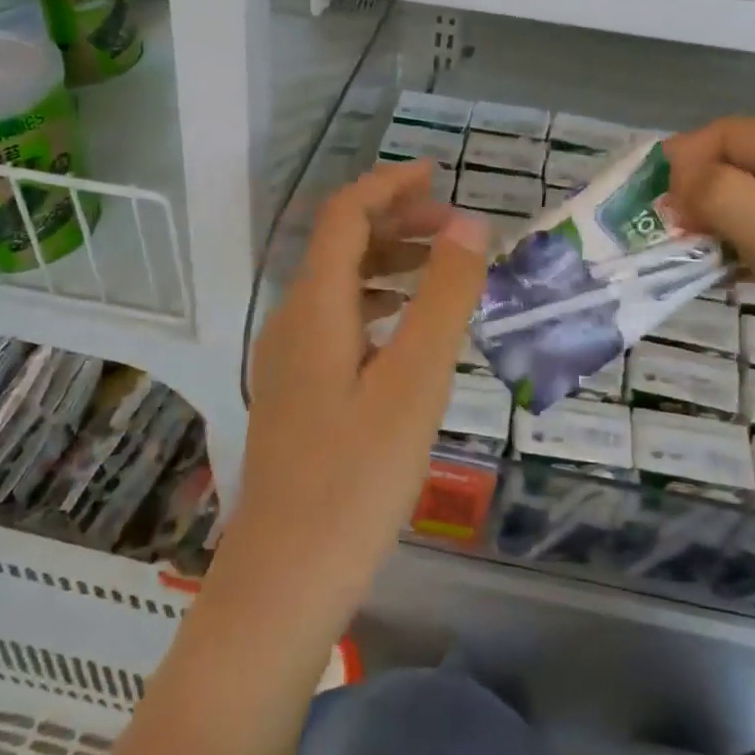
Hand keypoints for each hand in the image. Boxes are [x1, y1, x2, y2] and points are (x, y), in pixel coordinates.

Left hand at [229, 159, 489, 606]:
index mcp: (313, 308)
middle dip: (396, 223)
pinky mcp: (297, 395)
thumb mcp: (414, 383)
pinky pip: (339, 326)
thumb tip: (469, 226)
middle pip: (339, 246)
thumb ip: (443, 299)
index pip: (344, 216)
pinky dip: (379, 308)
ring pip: (339, 288)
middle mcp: (291, 323)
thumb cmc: (356, 479)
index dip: (389, 186)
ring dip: (389, 265)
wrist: (286, 578)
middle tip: (456, 230)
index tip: (440, 176)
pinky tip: (410, 337)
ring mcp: (289, 362)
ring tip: (443, 274)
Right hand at [665, 118, 754, 441]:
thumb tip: (675, 181)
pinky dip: (730, 246)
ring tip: (680, 254)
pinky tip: (713, 274)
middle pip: (739, 162)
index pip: (732, 134)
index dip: (684, 161)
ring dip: (708, 220)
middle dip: (693, 191)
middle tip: (659, 233)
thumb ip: (727, 200)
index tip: (650, 207)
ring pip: (747, 198)